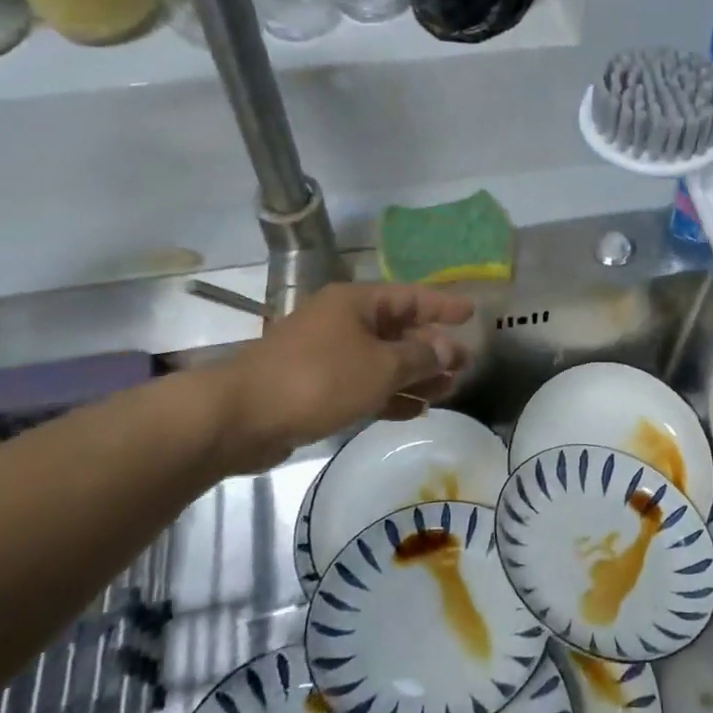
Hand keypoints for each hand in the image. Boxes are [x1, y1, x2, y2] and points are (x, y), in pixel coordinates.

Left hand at [205, 283, 474, 464]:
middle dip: (432, 348)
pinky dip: (389, 394)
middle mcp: (343, 322)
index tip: (472, 313)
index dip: (443, 305)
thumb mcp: (380, 367)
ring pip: (382, 361)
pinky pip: (364, 385)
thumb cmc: (318, 379)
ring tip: (448, 391)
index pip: (411, 296)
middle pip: (398, 330)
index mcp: (356, 303)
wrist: (241, 416)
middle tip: (464, 364)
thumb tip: (449, 349)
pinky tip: (415, 410)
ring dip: (415, 375)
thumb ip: (420, 358)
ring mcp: (327, 355)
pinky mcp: (316, 387)